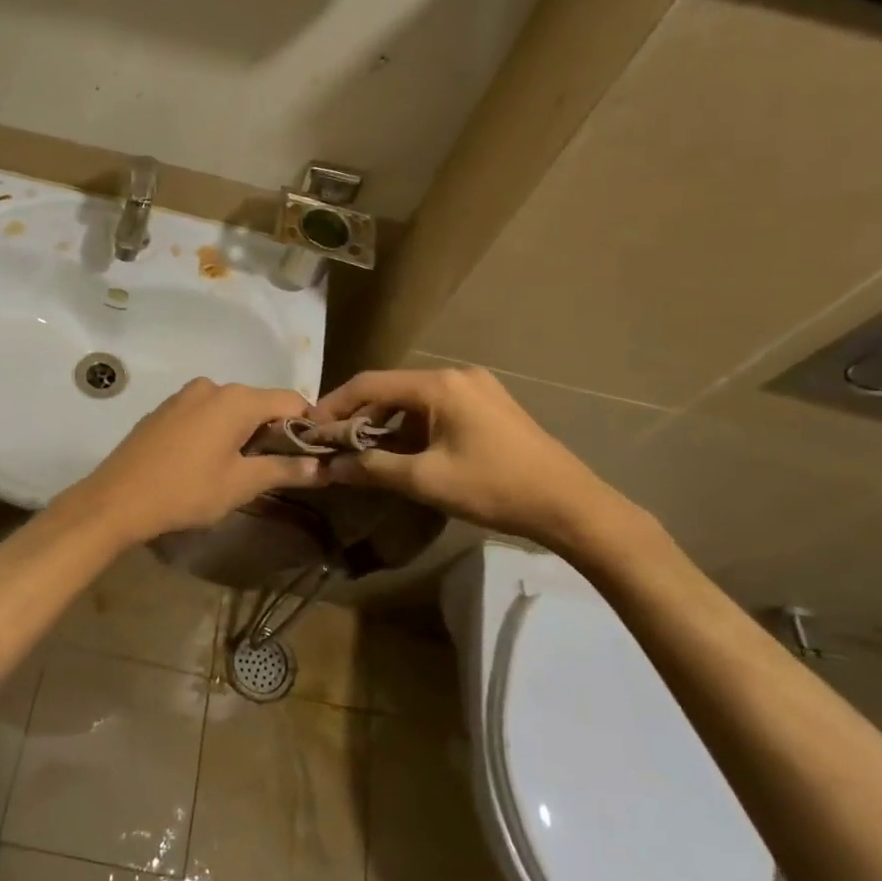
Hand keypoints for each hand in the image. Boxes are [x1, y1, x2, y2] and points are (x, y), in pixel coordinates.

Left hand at [62, 379, 325, 543]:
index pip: (291, 400)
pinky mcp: (165, 409)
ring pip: (231, 408)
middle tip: (280, 469)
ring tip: (244, 469)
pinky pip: (206, 413)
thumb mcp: (241, 484)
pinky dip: (219, 430)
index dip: (308, 426)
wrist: (116, 499)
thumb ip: (284, 470)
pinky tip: (209, 460)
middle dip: (275, 432)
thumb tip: (322, 467)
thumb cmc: (186, 491)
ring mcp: (185, 395)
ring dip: (245, 432)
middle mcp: (213, 386)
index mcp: (237, 399)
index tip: (314, 455)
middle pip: (260, 402)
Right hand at [311, 365, 636, 550]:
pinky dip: (413, 426)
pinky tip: (404, 451)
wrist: (570, 505)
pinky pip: (437, 408)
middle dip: (360, 416)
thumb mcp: (426, 480)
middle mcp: (457, 375)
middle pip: (392, 388)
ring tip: (364, 452)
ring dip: (387, 423)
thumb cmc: (494, 488)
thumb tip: (330, 468)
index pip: (371, 384)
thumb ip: (373, 468)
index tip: (311, 428)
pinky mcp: (490, 405)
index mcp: (440, 384)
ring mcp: (477, 388)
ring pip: (414, 400)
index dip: (336, 405)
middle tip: (334, 444)